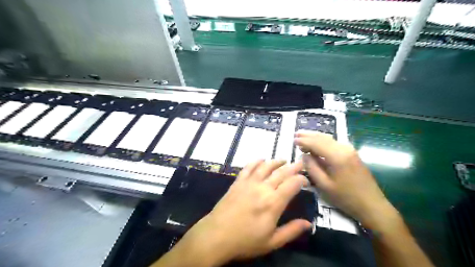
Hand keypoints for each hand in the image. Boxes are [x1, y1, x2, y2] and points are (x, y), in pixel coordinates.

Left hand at [167, 160, 311, 265]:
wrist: (217, 235)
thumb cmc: (245, 241)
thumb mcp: (272, 242)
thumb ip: (291, 231)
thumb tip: (308, 223)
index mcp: (274, 203)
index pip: (292, 184)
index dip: (301, 179)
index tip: (306, 180)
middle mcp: (263, 188)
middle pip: (281, 172)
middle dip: (293, 166)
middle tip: (300, 163)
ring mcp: (249, 183)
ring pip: (266, 166)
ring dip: (276, 162)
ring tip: (283, 160)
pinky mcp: (238, 181)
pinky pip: (248, 167)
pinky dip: (256, 161)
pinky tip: (261, 160)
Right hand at [296, 130, 397, 229]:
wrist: (372, 205)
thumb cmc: (346, 198)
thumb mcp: (324, 185)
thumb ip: (312, 168)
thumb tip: (304, 155)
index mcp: (337, 156)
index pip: (316, 143)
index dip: (304, 141)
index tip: (293, 140)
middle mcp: (344, 148)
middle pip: (323, 138)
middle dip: (309, 135)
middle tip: (296, 135)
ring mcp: (350, 150)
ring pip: (329, 139)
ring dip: (316, 137)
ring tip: (303, 137)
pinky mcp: (352, 154)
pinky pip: (334, 143)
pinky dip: (323, 141)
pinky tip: (317, 144)